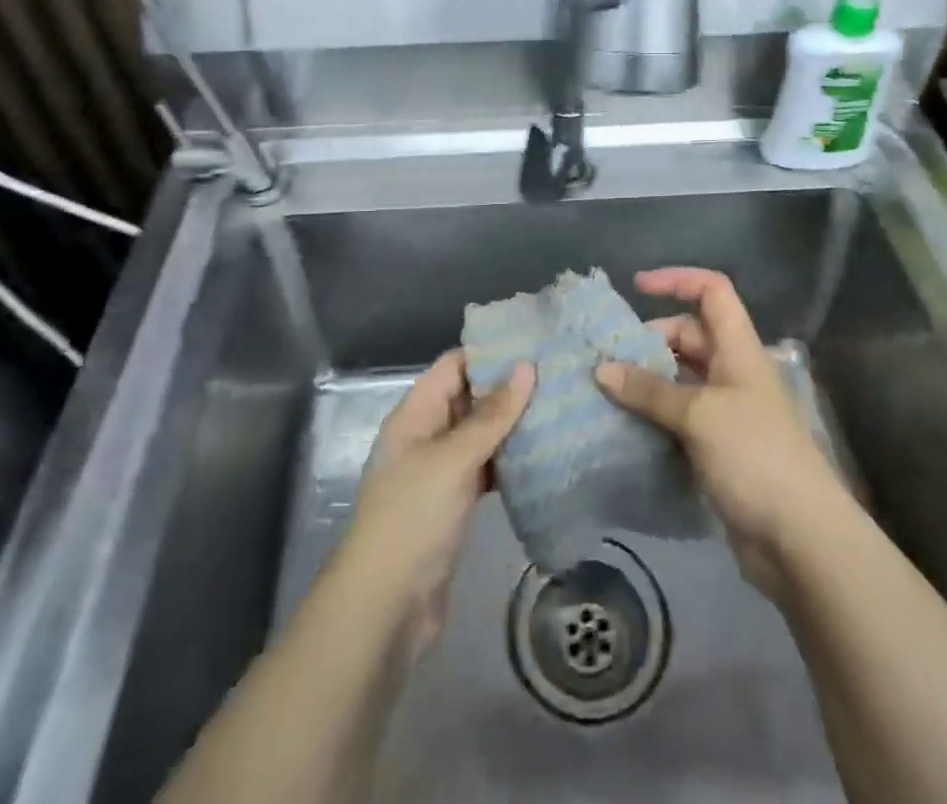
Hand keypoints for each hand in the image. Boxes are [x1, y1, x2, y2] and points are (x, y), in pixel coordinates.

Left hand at [343, 351, 534, 657]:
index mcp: (416, 414)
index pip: (454, 364)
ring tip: (560, 405)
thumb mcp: (453, 458)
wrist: (386, 606)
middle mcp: (427, 434)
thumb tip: (527, 366)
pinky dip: (511, 460)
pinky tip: (545, 454)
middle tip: (559, 373)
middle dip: (509, 385)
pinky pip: (487, 468)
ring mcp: (441, 470)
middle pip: (470, 396)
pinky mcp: (455, 503)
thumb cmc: (414, 517)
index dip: (490, 351)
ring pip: (481, 433)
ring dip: (514, 423)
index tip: (535, 341)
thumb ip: (492, 414)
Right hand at [595, 267, 848, 599]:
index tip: (636, 287)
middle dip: (649, 340)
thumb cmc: (755, 456)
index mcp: (738, 350)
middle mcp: (733, 373)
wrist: (800, 540)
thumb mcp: (699, 415)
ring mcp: (727, 413)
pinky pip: (679, 419)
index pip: (712, 292)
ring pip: (680, 380)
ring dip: (646, 383)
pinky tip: (623, 428)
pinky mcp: (718, 450)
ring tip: (604, 391)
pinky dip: (653, 418)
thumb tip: (601, 369)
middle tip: (607, 358)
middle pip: (689, 336)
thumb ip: (650, 390)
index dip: (677, 280)